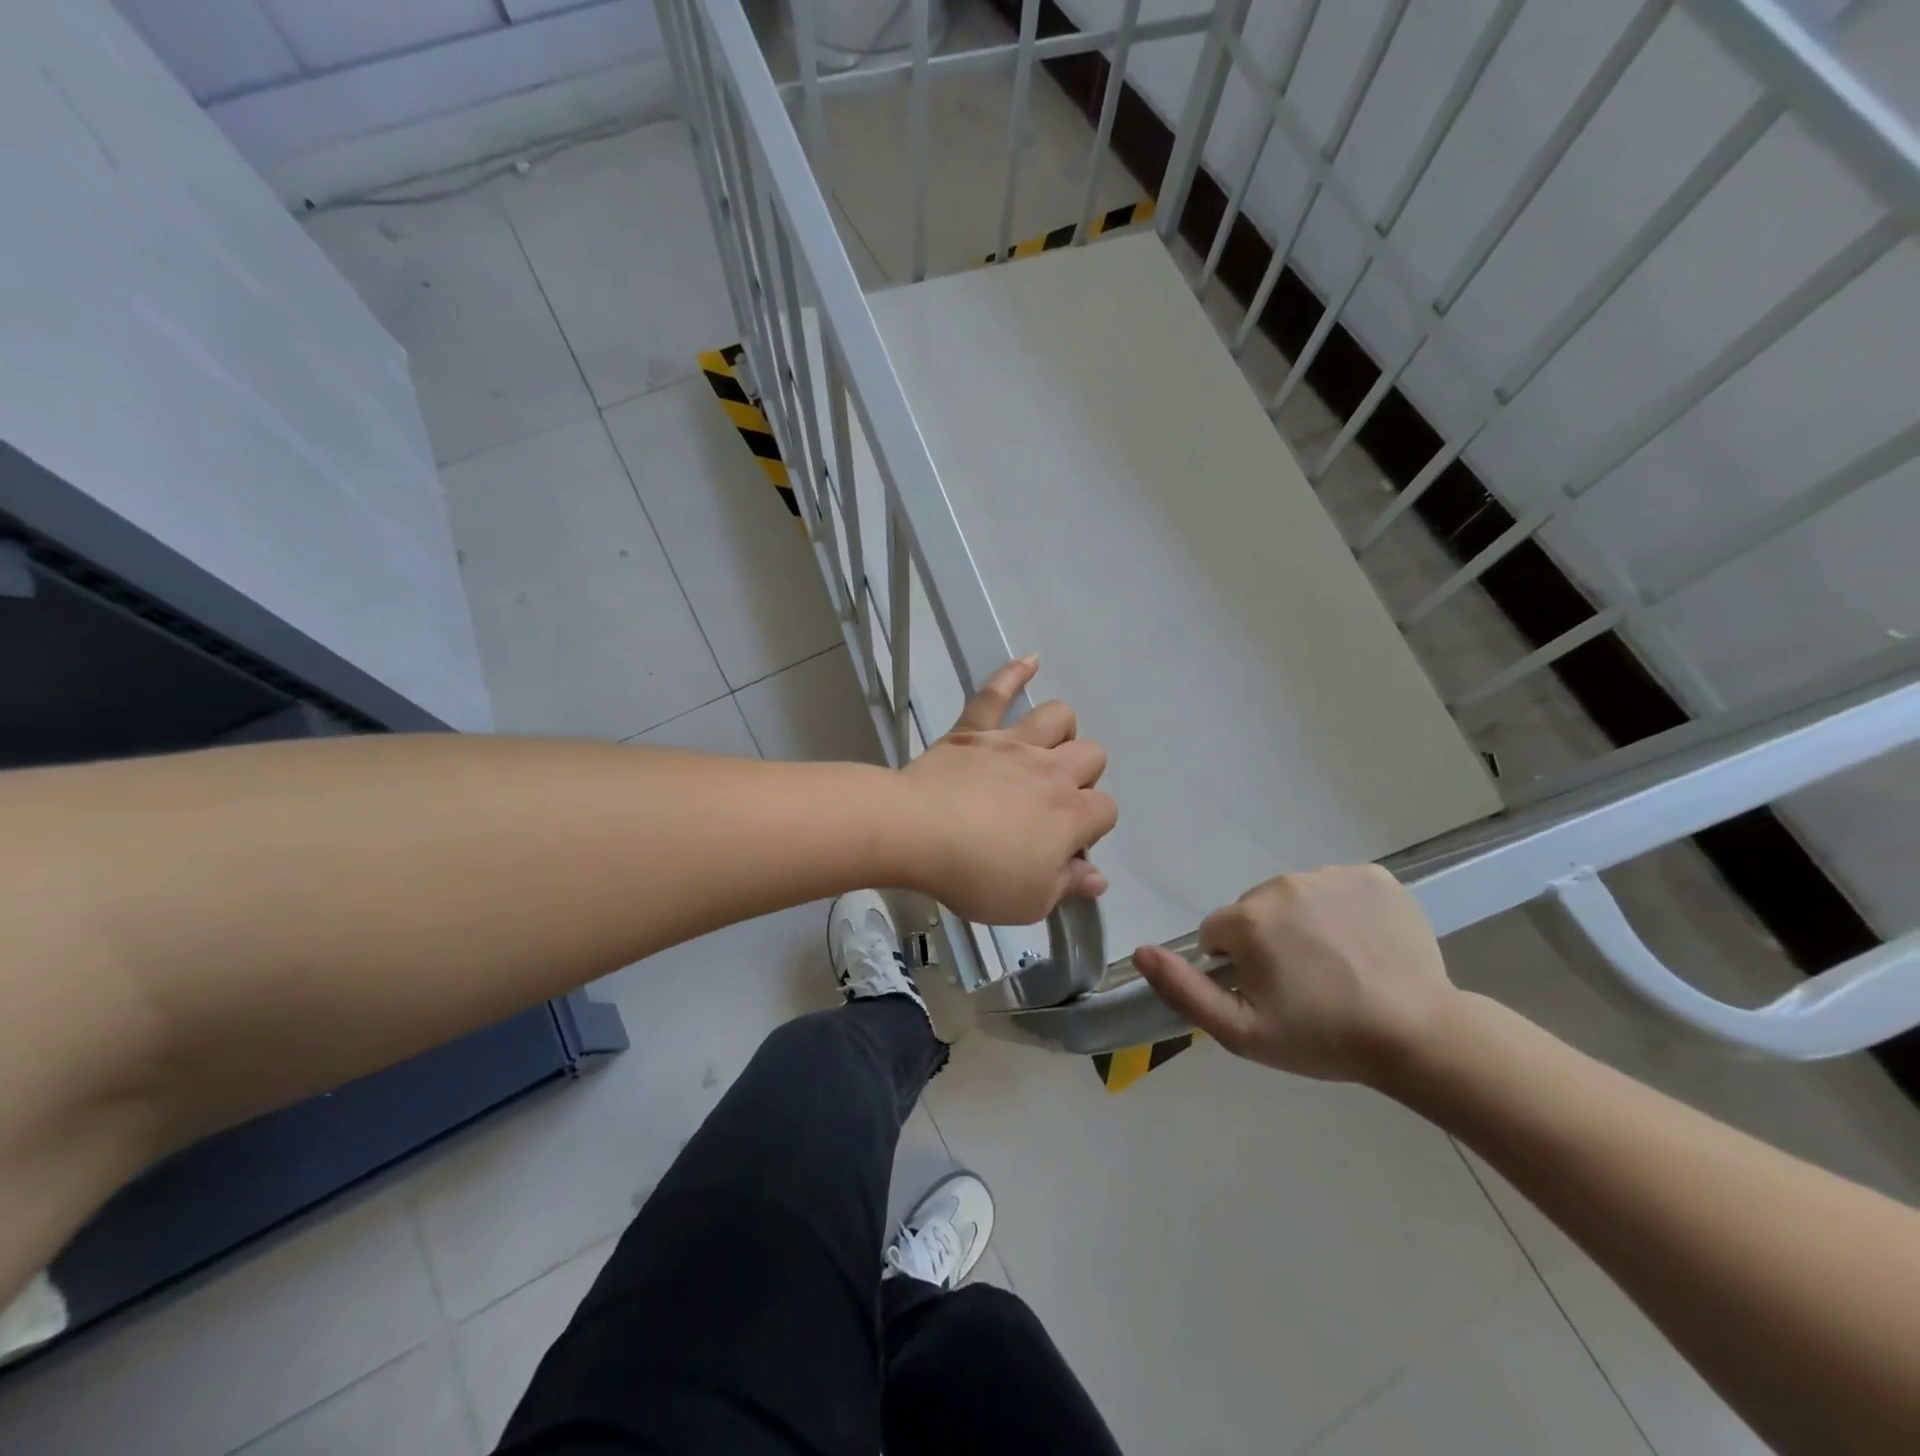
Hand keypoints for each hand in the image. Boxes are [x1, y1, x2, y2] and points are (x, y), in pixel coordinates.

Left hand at [899, 656, 1116, 924]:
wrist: (916, 832)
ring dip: (1061, 731)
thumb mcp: (1029, 901)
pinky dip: (1013, 674)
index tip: (1066, 846)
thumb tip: (1098, 876)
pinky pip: (996, 693)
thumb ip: (1068, 885)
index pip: (1106, 809)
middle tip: (1053, 803)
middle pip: (1092, 755)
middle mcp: (1051, 771)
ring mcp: (1012, 744)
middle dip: (1084, 776)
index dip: (1093, 827)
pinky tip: (1030, 661)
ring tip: (1048, 748)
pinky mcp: (973, 731)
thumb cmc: (976, 874)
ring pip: (1057, 717)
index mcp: (1070, 814)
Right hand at [1131, 864, 1458, 1083]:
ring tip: (1338, 966)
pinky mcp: (1374, 876)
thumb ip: (1183, 990)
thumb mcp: (1241, 1032)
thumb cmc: (1323, 1037)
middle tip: (1304, 984)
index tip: (1268, 994)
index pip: (1218, 933)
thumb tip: (1140, 952)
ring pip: (1296, 897)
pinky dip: (1343, 910)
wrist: (1419, 1035)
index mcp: (1248, 918)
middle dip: (1268, 941)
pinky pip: (1338, 887)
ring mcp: (1332, 875)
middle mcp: (1283, 884)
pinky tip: (1363, 944)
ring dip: (1304, 924)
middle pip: (1255, 911)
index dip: (1236, 966)